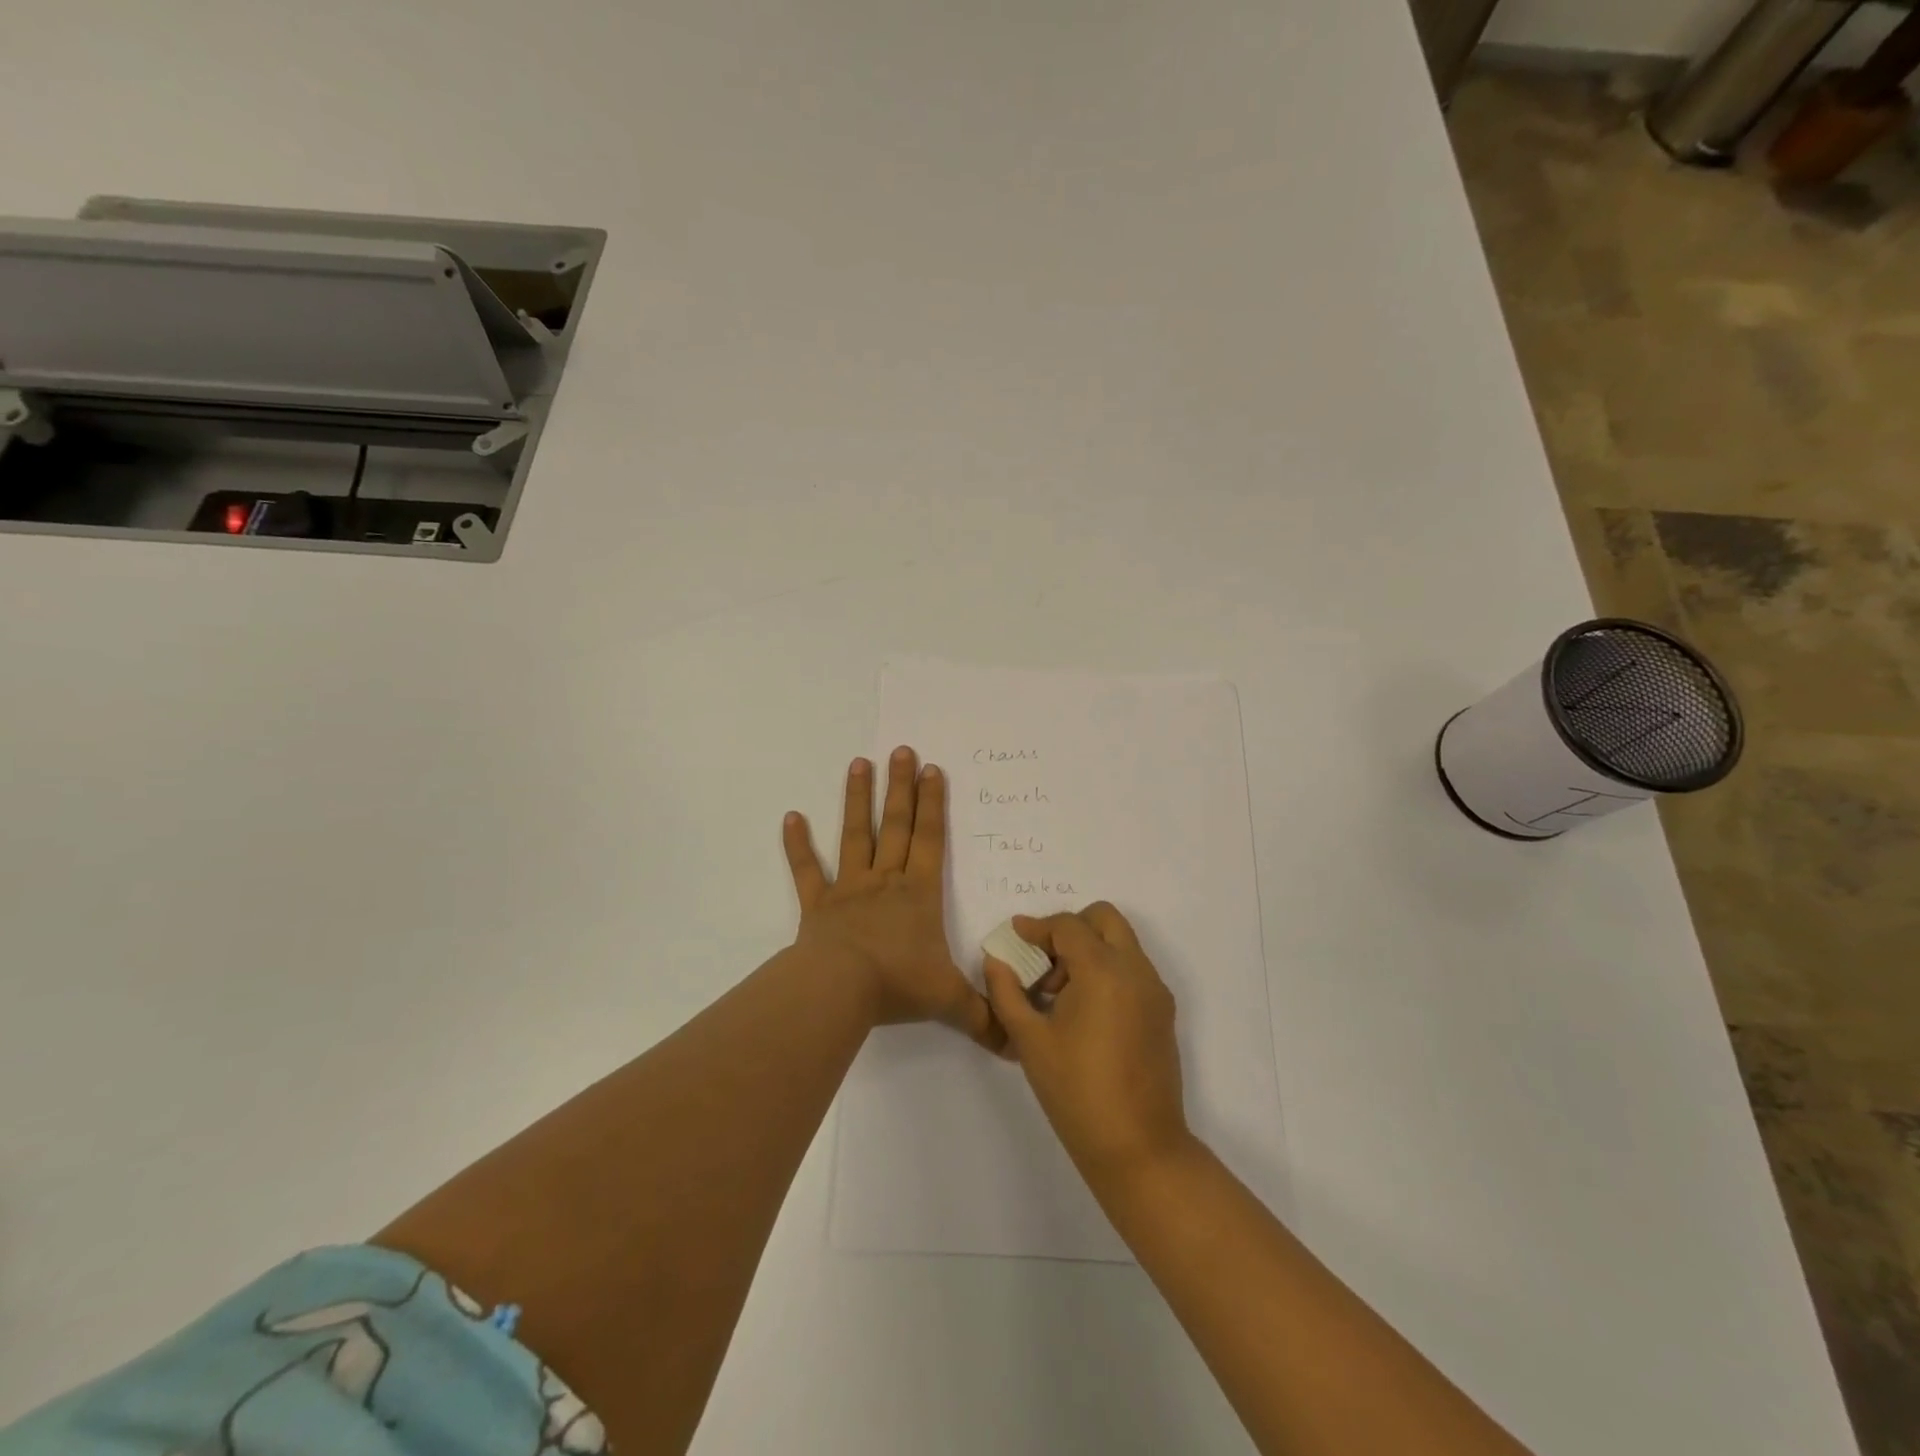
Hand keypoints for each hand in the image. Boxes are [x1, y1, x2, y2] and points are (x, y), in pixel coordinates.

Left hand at [784, 748, 999, 1050]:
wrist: (840, 991)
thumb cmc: (898, 985)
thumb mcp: (949, 1002)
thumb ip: (984, 1017)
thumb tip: (1017, 1043)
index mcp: (919, 894)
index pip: (931, 840)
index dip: (934, 805)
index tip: (933, 770)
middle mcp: (886, 881)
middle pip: (896, 825)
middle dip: (901, 788)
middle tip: (902, 749)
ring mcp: (849, 889)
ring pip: (855, 835)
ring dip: (857, 799)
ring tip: (859, 763)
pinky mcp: (817, 905)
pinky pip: (806, 870)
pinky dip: (797, 845)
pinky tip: (790, 816)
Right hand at [983, 904, 1191, 1184]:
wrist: (1138, 1148)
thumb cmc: (1077, 1092)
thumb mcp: (1029, 1040)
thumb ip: (1006, 993)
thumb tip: (995, 960)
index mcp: (1103, 971)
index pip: (1068, 926)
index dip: (1037, 926)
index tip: (1015, 935)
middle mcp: (1135, 970)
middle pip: (1104, 919)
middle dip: (1070, 928)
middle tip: (1044, 961)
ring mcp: (1155, 990)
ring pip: (1122, 942)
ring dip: (1090, 949)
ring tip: (1060, 993)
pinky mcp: (1163, 1012)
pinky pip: (1133, 969)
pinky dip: (1108, 969)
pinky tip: (1084, 1011)